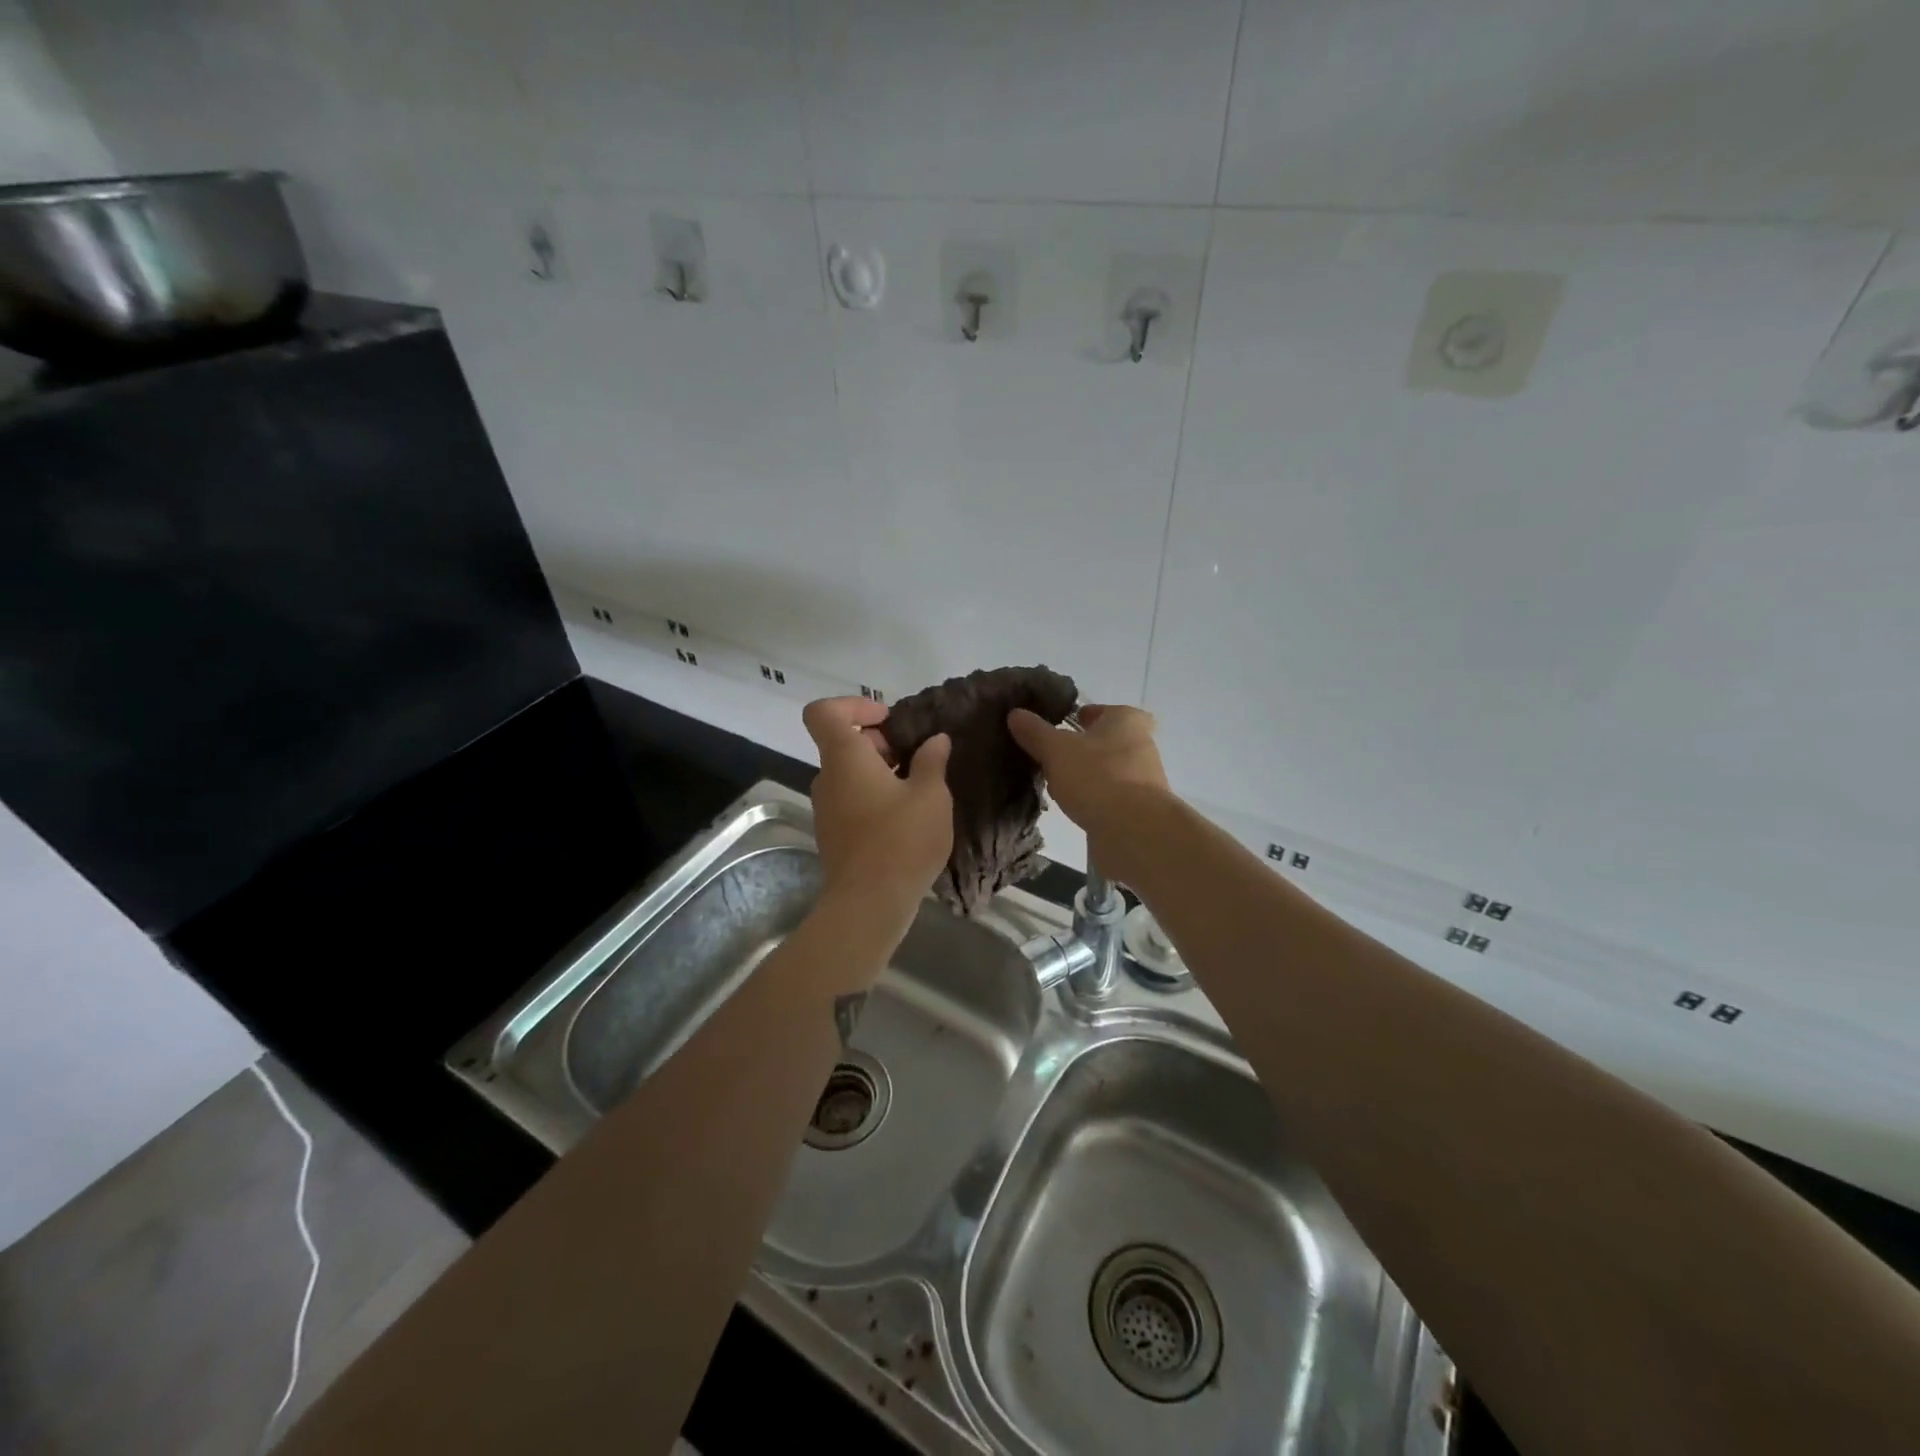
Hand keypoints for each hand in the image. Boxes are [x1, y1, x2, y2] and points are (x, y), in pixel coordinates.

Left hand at [802, 697, 952, 918]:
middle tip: (918, 758)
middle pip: (843, 743)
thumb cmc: (901, 840)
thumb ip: (932, 761)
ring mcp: (827, 810)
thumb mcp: (931, 795)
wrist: (869, 905)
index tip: (888, 719)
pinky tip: (907, 818)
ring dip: (881, 772)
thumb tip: (935, 741)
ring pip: (850, 775)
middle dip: (881, 742)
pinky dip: (875, 797)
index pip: (824, 712)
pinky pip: (852, 801)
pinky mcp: (834, 835)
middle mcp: (827, 779)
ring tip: (920, 789)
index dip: (853, 705)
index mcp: (844, 758)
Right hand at [1007, 703, 1171, 879]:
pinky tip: (1073, 808)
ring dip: (1085, 776)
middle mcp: (1141, 744)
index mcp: (1126, 720)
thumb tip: (1015, 714)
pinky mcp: (1141, 808)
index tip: (1058, 728)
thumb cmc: (1097, 777)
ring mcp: (1145, 778)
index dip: (1081, 716)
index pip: (1102, 710)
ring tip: (1056, 786)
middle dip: (1080, 749)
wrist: (1134, 831)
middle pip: (1104, 741)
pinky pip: (1111, 796)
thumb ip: (1035, 731)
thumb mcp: (1055, 750)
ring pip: (1107, 770)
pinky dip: (1094, 798)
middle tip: (1052, 757)